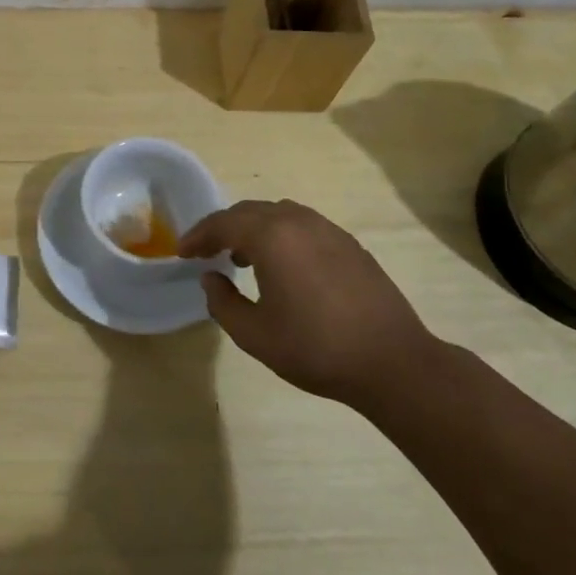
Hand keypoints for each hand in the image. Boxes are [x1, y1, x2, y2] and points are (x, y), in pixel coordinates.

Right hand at [179, 200, 444, 408]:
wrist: (392, 362)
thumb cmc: (315, 348)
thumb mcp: (254, 334)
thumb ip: (222, 302)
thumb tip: (212, 278)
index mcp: (272, 237)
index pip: (223, 223)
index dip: (198, 236)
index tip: (183, 253)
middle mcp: (299, 222)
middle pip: (250, 211)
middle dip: (223, 228)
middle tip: (206, 251)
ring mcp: (329, 231)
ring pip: (279, 214)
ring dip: (253, 229)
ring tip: (241, 257)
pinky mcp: (350, 245)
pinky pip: (304, 226)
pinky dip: (281, 235)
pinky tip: (282, 266)